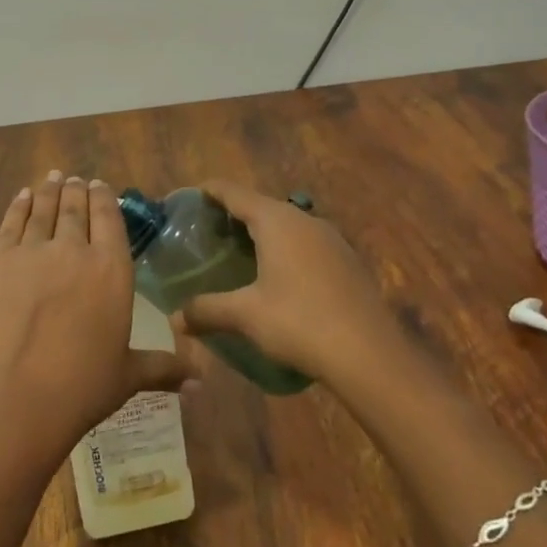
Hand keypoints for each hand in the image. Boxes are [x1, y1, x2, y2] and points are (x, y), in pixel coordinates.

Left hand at [0, 172, 205, 462]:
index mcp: (111, 270)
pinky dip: (18, 206)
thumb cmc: (82, 388)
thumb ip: (164, 368)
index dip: (104, 198)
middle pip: (75, 208)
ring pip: (44, 210)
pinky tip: (22, 196)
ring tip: (53, 178)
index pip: (109, 218)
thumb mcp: (128, 376)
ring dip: (49, 191)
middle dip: (76, 191)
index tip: (99, 185)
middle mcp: (74, 250)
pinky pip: (11, 224)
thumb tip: (202, 380)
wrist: (16, 397)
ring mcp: (33, 252)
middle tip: (74, 179)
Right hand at [169, 179, 389, 383]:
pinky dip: (286, 250)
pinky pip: (307, 244)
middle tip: (209, 233)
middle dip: (234, 214)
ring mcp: (331, 239)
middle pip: (261, 205)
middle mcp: (304, 220)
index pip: (234, 192)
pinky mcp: (348, 261)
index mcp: (276, 221)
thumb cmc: (300, 322)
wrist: (371, 355)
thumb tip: (175, 320)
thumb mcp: (246, 316)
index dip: (210, 191)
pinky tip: (280, 278)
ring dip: (263, 233)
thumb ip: (207, 310)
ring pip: (287, 224)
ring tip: (241, 254)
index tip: (190, 197)